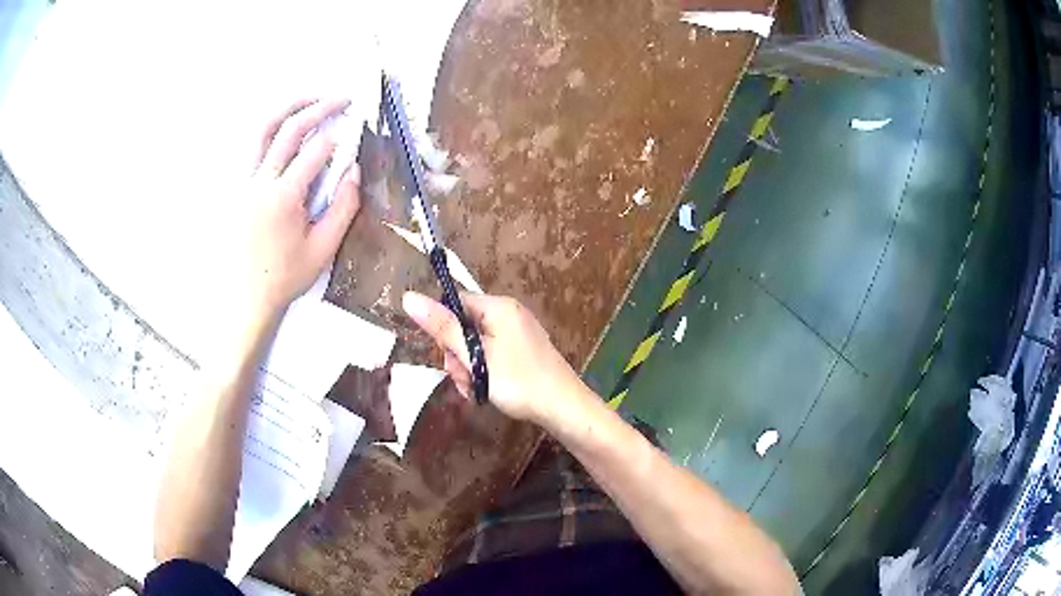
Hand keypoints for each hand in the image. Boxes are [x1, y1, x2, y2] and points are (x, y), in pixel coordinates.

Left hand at [235, 98, 360, 318]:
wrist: (245, 297)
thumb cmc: (285, 277)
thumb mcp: (323, 249)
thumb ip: (342, 208)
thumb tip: (353, 171)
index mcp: (284, 197)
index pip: (316, 152)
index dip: (339, 139)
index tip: (354, 133)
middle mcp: (260, 181)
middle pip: (289, 129)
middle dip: (319, 108)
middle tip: (342, 99)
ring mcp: (244, 182)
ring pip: (262, 131)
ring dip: (288, 108)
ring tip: (310, 99)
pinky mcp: (237, 187)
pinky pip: (251, 147)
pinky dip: (269, 129)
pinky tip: (283, 127)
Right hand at [402, 291, 587, 423]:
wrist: (563, 407)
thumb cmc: (518, 381)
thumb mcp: (475, 356)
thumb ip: (442, 328)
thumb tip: (409, 297)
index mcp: (499, 307)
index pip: (455, 303)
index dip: (444, 329)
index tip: (448, 356)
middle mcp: (509, 314)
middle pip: (464, 326)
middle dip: (457, 356)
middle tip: (465, 379)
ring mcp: (518, 333)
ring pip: (476, 345)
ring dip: (469, 368)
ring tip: (476, 389)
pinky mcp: (523, 351)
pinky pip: (492, 355)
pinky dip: (484, 372)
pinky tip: (486, 391)